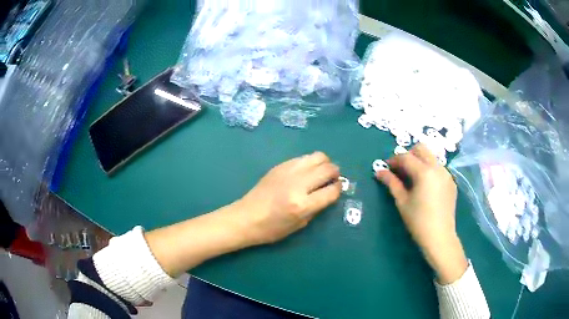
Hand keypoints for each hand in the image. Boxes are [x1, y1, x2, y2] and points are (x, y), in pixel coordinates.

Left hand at [145, 152, 340, 276]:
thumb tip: (329, 193)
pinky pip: (302, 157)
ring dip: (324, 163)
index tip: (338, 189)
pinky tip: (305, 172)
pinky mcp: (279, 166)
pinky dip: (309, 162)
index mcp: (302, 205)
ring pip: (317, 156)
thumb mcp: (299, 225)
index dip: (338, 189)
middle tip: (332, 179)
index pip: (331, 190)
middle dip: (335, 173)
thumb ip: (317, 208)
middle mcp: (297, 184)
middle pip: (328, 168)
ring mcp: (287, 172)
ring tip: (321, 172)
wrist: (245, 218)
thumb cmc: (271, 229)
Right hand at [375, 144, 467, 283]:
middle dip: (408, 155)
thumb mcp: (402, 201)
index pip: (406, 157)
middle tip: (400, 170)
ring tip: (412, 178)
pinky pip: (438, 168)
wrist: (440, 237)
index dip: (394, 160)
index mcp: (424, 172)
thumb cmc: (418, 221)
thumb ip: (391, 182)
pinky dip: (429, 170)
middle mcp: (438, 167)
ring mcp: (447, 174)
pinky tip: (425, 186)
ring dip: (419, 161)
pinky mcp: (451, 182)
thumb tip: (379, 172)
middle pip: (421, 149)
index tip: (386, 168)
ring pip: (431, 157)